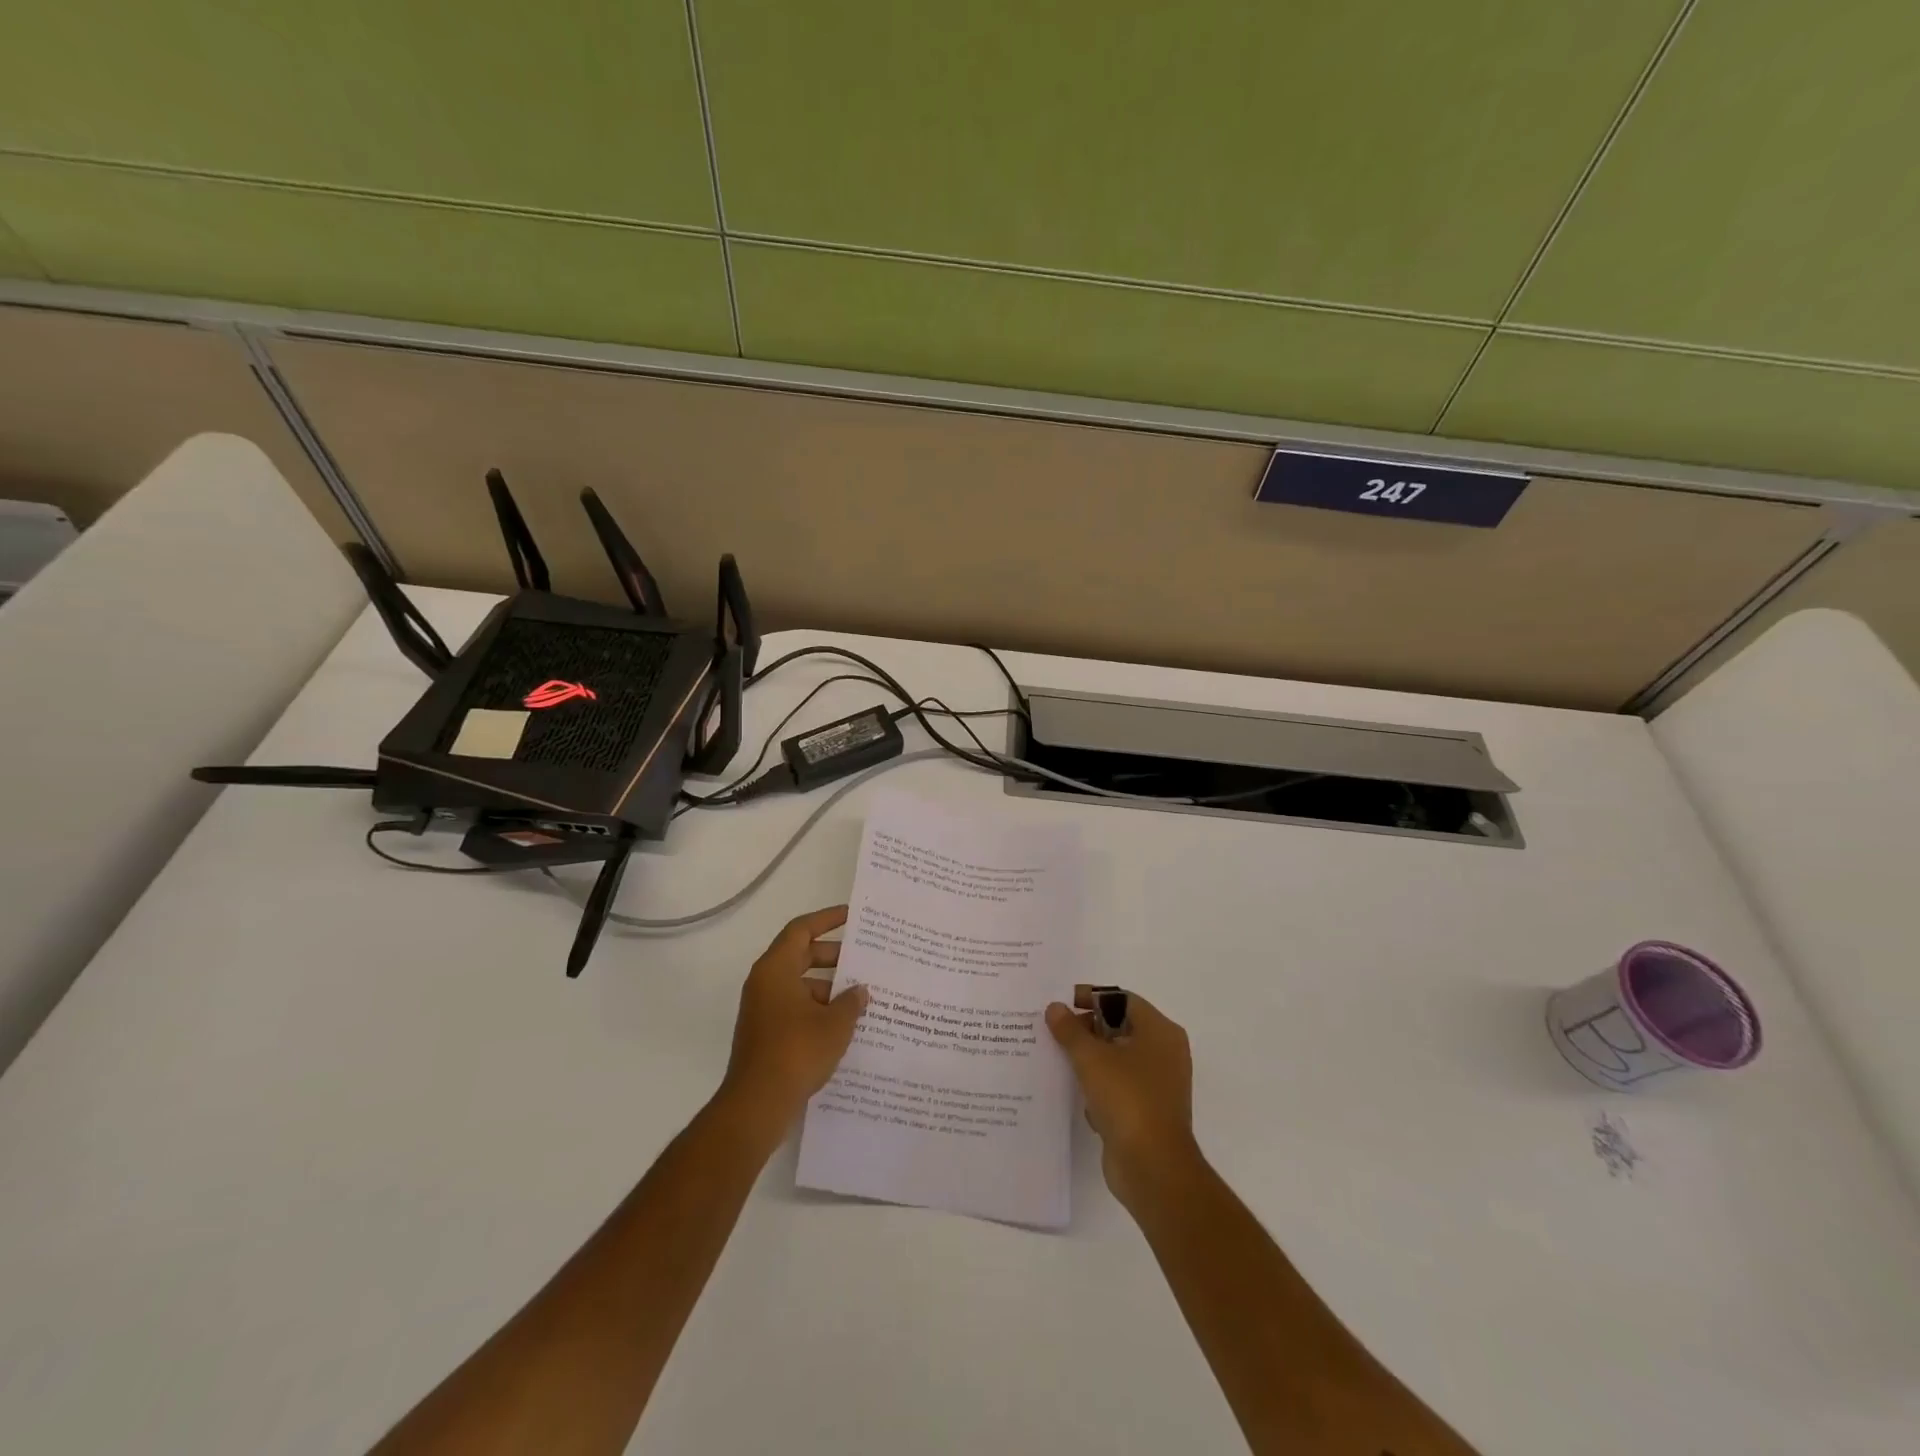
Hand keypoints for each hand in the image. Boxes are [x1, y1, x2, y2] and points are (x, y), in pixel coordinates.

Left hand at [719, 906, 869, 1134]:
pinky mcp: (765, 1033)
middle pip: (801, 955)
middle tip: (864, 959)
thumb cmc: (796, 1052)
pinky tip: (844, 1023)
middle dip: (833, 956)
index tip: (852, 916)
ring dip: (828, 986)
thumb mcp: (835, 1024)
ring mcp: (762, 1010)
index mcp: (775, 969)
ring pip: (799, 984)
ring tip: (862, 995)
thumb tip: (860, 990)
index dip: (827, 919)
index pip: (801, 930)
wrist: (757, 1105)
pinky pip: (795, 1007)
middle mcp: (765, 983)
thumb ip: (851, 1001)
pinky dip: (818, 1008)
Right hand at [1046, 988, 1200, 1211]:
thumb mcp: (1091, 1058)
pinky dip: (1098, 1086)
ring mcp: (1158, 1084)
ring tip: (1057, 1058)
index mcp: (1160, 1032)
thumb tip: (1055, 1008)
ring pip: (1117, 1059)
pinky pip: (1118, 1087)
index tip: (1063, 1003)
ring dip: (1089, 1059)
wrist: (1153, 1168)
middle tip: (1054, 1031)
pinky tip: (1074, 1093)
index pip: (1123, 1000)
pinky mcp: (1147, 1111)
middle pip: (1120, 1028)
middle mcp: (1164, 1053)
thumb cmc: (1127, 1099)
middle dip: (1087, 1029)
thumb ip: (1070, 1030)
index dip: (1092, 998)